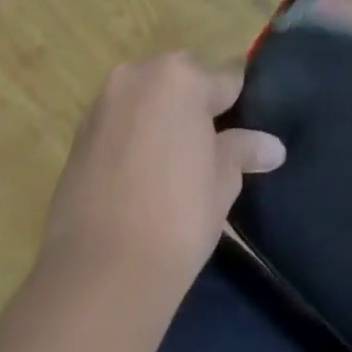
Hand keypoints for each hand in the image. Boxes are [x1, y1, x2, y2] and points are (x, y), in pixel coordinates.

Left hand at [40, 54, 284, 287]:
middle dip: (194, 109)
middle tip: (207, 153)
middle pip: (180, 82)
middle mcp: (138, 75)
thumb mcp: (223, 181)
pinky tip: (140, 179)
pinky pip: (119, 124)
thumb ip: (244, 151)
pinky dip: (132, 139)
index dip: (237, 111)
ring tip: (172, 168)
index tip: (243, 139)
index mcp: (181, 76)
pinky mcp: (77, 136)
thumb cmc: (177, 216)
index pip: (225, 83)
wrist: (99, 276)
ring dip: (160, 120)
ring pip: (146, 100)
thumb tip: (273, 148)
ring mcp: (103, 103)